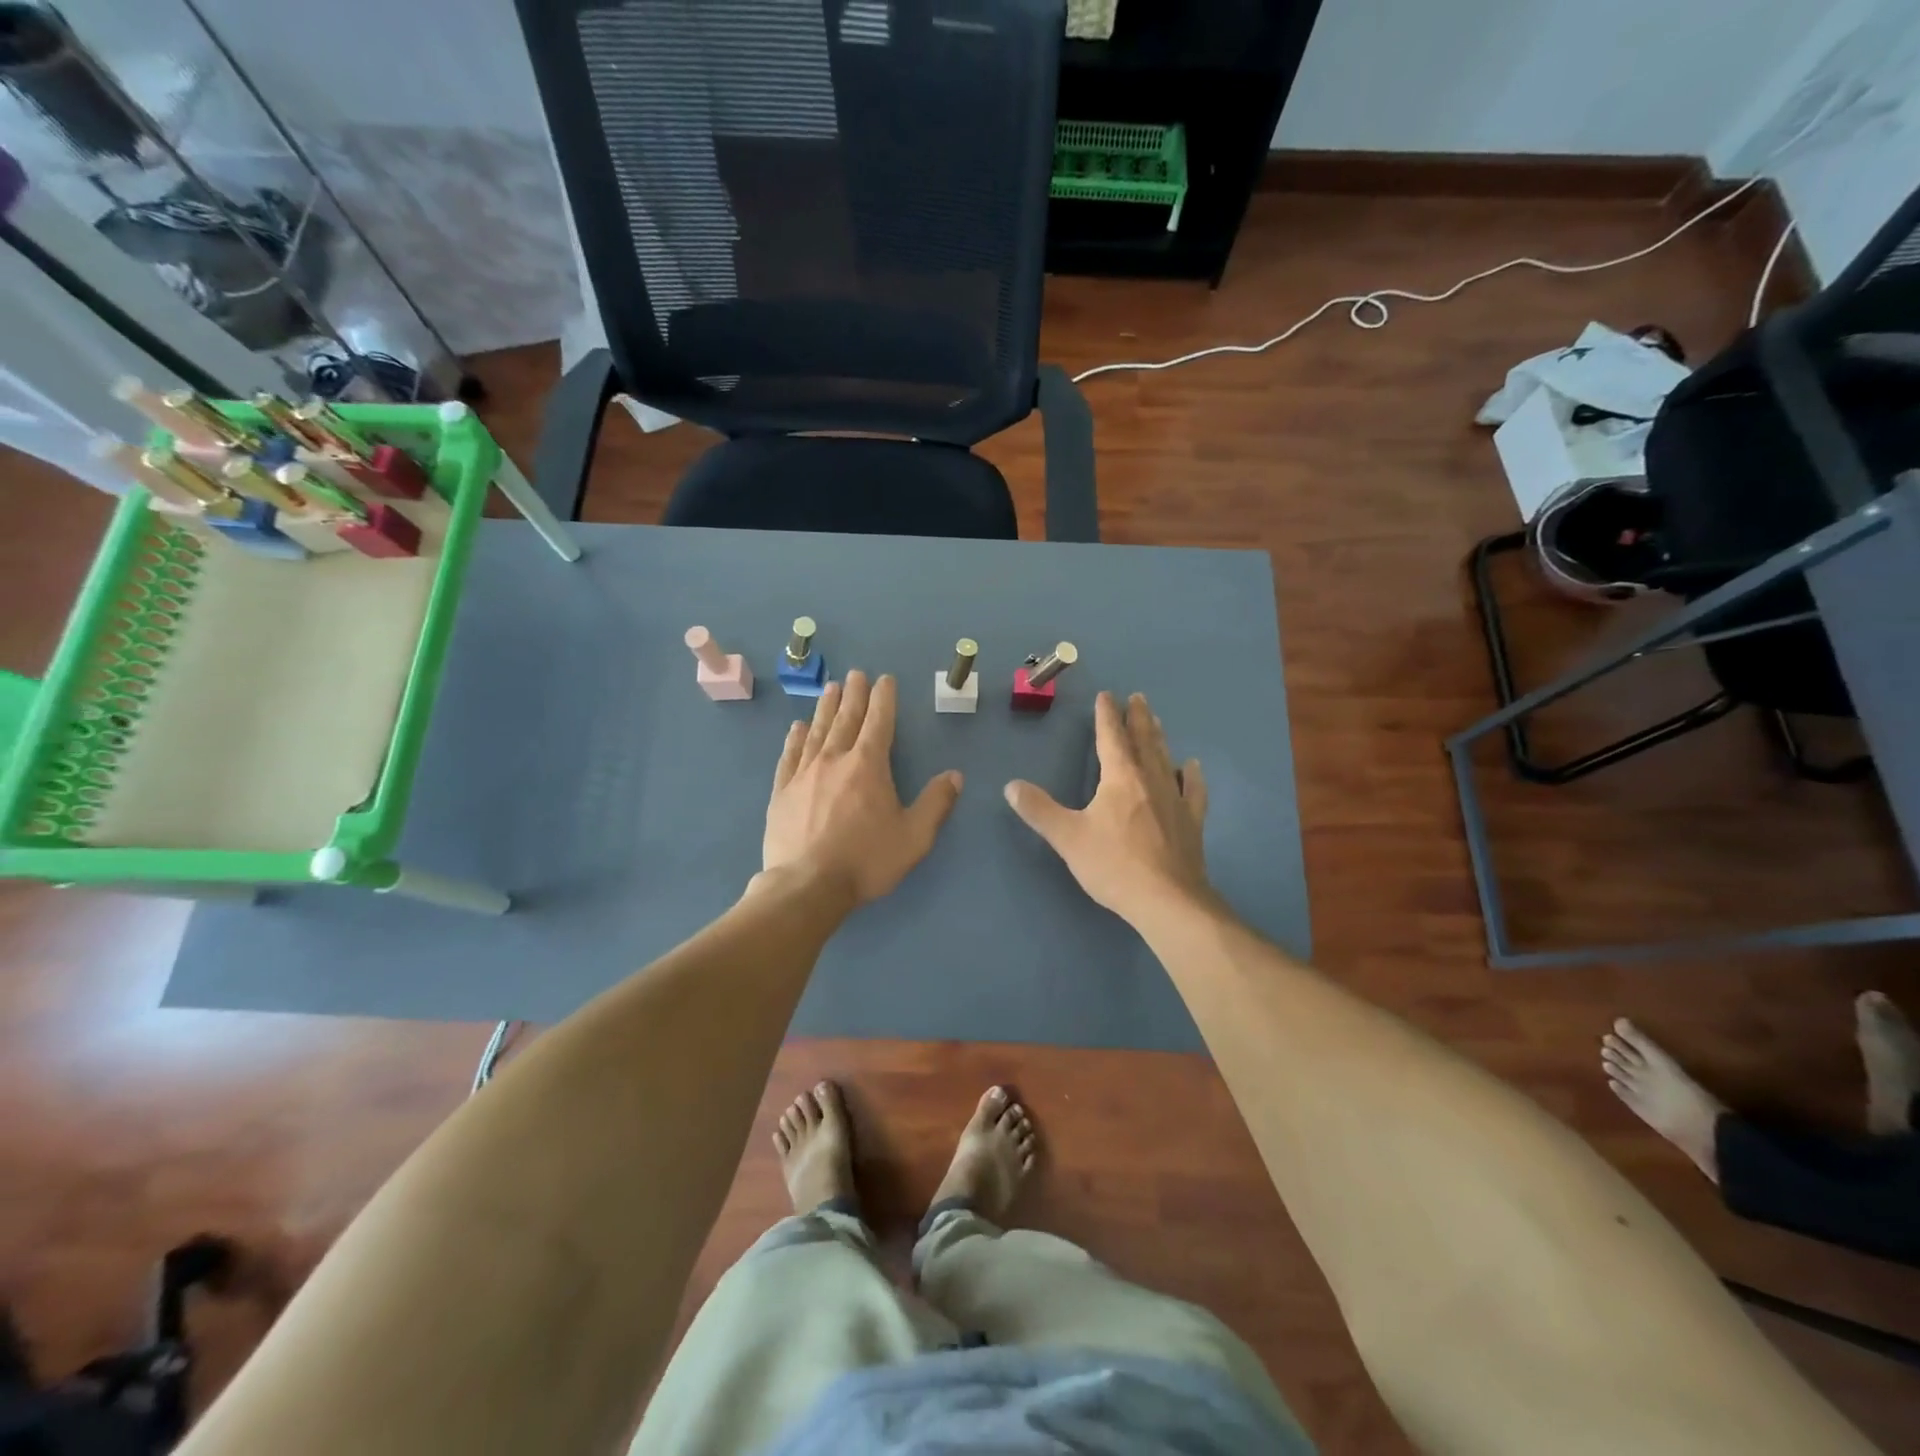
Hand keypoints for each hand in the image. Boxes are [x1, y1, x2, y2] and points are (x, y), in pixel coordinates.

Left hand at [764, 671, 962, 904]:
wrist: (807, 886)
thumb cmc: (866, 861)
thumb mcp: (914, 837)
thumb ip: (936, 803)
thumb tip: (955, 776)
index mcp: (868, 766)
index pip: (879, 722)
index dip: (884, 699)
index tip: (884, 679)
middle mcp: (835, 760)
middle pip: (846, 719)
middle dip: (854, 694)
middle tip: (856, 674)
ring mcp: (804, 774)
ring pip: (817, 731)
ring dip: (825, 708)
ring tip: (830, 689)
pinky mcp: (782, 792)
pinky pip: (790, 756)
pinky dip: (795, 739)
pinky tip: (797, 728)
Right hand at [1004, 691, 1211, 923]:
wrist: (1167, 900)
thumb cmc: (1113, 865)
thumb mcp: (1067, 837)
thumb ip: (1039, 810)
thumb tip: (1011, 786)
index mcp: (1120, 778)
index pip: (1111, 737)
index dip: (1106, 716)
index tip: (1107, 696)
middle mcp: (1150, 779)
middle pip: (1143, 740)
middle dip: (1137, 718)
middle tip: (1137, 697)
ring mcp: (1175, 799)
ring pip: (1166, 758)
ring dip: (1159, 737)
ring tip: (1157, 721)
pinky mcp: (1191, 821)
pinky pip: (1192, 789)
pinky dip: (1190, 775)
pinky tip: (1192, 767)